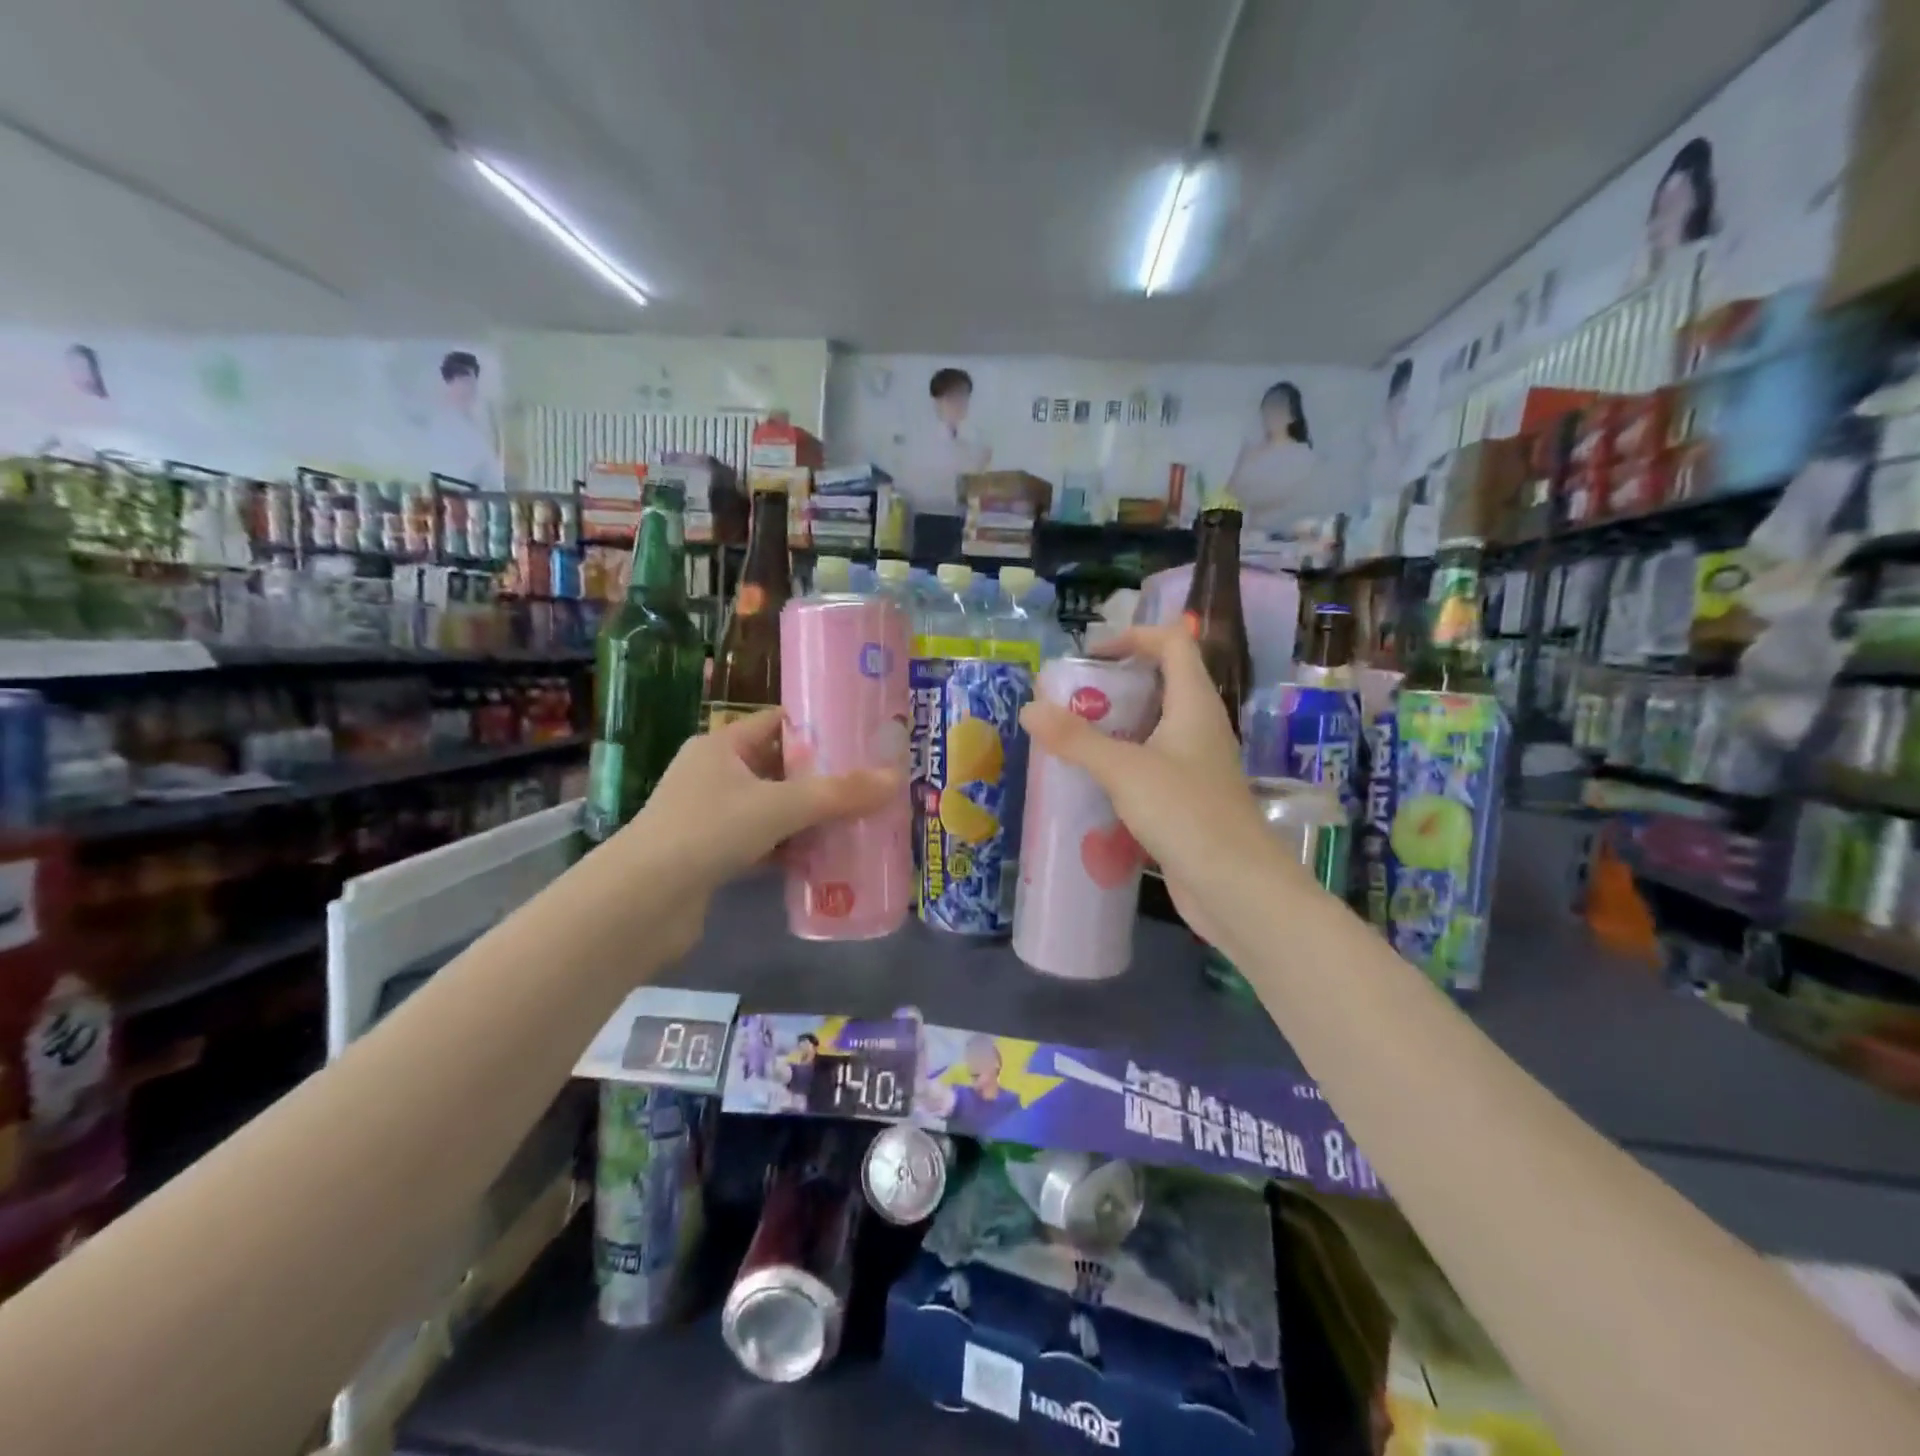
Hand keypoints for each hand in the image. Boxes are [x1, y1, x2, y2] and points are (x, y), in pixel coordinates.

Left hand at [611, 710, 900, 952]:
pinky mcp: (713, 855)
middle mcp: (715, 775)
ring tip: (859, 820)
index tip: (862, 736)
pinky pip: (764, 844)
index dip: (819, 727)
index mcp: (723, 746)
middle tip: (871, 783)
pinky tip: (826, 860)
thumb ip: (838, 795)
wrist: (642, 903)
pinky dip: (791, 850)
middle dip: (824, 779)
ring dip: (810, 818)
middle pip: (781, 768)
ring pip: (774, 809)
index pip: (779, 723)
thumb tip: (895, 779)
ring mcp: (711, 817)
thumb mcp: (780, 807)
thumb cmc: (708, 831)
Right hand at [1018, 626, 1277, 944]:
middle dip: (1114, 686)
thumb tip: (1029, 708)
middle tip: (1069, 701)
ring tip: (1069, 738)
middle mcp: (1199, 727)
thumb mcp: (1124, 770)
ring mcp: (1196, 766)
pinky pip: (1150, 766)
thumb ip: (1076, 739)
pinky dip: (1121, 764)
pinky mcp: (1187, 800)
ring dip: (1114, 727)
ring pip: (1152, 729)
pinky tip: (1090, 782)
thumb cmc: (1186, 813)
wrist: (1235, 887)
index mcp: (1194, 705)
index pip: (1174, 643)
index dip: (1134, 637)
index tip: (1091, 658)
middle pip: (1160, 684)